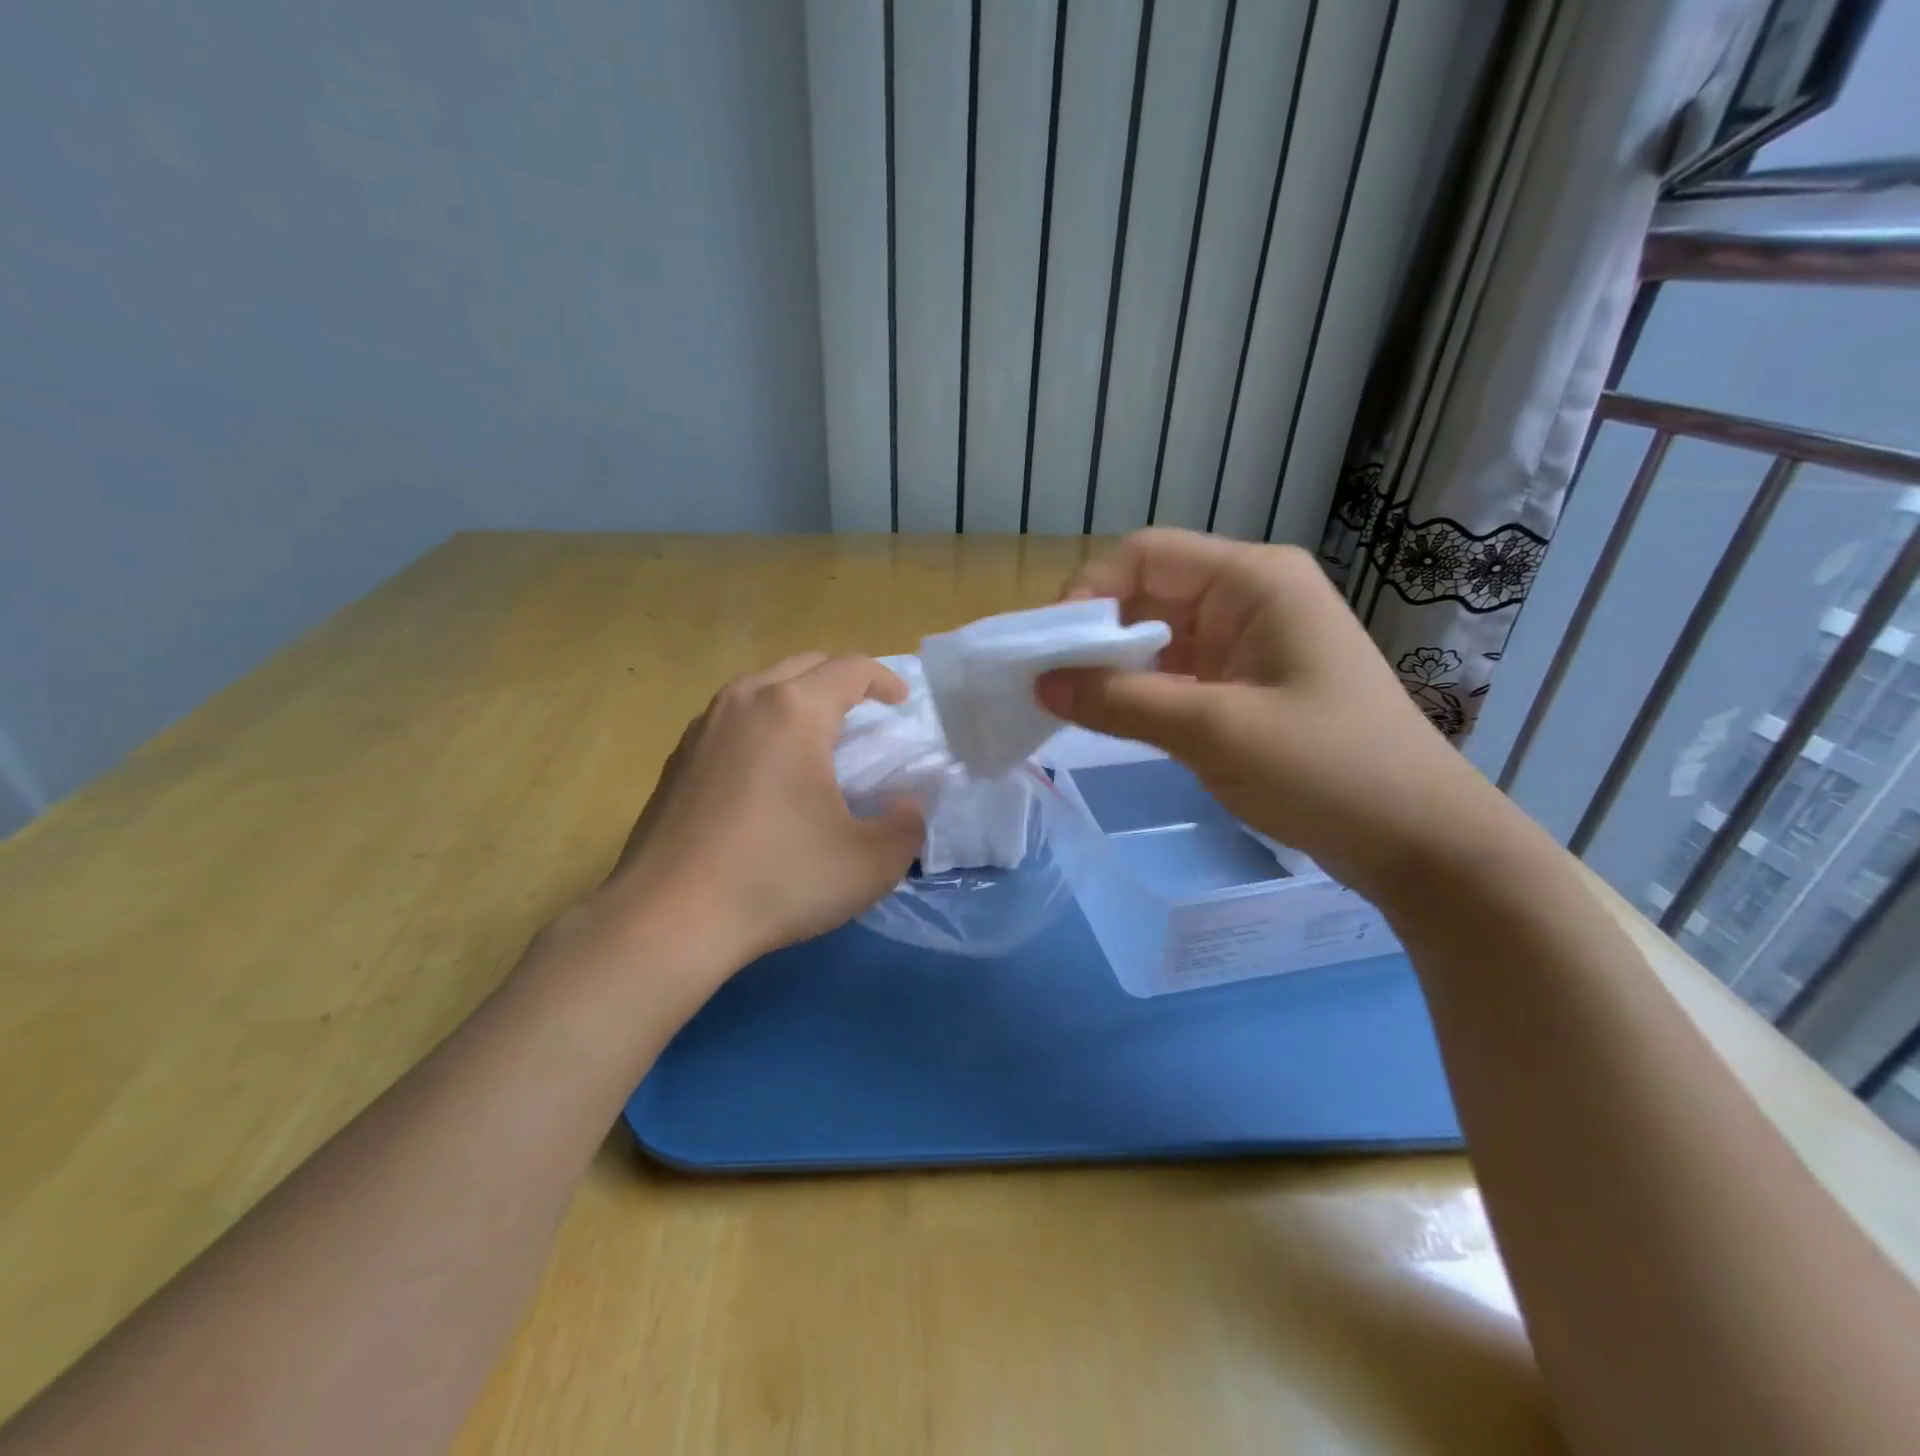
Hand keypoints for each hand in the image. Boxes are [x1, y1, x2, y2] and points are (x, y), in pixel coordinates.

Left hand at [602, 654, 924, 965]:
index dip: (884, 679)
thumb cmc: (776, 879)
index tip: (901, 702)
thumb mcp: (868, 864)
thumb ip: (906, 828)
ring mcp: (703, 727)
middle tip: (864, 713)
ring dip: (798, 699)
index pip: (851, 668)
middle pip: (804, 665)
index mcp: (794, 711)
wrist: (667, 920)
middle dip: (842, 680)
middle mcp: (744, 702)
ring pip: (762, 687)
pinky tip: (766, 772)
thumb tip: (907, 808)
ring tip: (816, 739)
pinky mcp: (677, 758)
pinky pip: (732, 719)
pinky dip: (762, 725)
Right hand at [1035, 529, 1503, 900]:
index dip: (1089, 591)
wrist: (1419, 839)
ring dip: (1115, 665)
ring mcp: (1250, 642)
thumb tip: (1041, 683)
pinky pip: (1178, 671)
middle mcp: (1251, 597)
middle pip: (1149, 592)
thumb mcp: (1216, 731)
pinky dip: (1141, 690)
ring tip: (1067, 702)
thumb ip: (1122, 702)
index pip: (1146, 555)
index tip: (1048, 648)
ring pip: (1159, 635)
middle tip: (1046, 681)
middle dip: (1096, 632)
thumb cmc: (1329, 770)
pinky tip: (1112, 718)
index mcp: (1254, 580)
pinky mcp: (1248, 683)